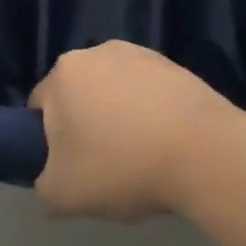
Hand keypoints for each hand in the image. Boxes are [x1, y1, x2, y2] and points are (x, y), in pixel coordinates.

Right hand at [30, 41, 242, 220]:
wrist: (204, 151)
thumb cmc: (123, 166)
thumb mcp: (63, 194)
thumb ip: (43, 186)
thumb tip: (50, 179)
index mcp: (64, 73)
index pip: (41, 107)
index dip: (48, 141)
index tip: (69, 168)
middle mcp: (98, 51)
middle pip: (79, 95)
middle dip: (85, 125)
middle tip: (102, 166)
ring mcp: (140, 54)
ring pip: (115, 92)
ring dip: (119, 117)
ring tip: (139, 157)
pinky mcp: (174, 65)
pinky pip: (148, 92)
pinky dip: (150, 113)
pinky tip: (165, 143)